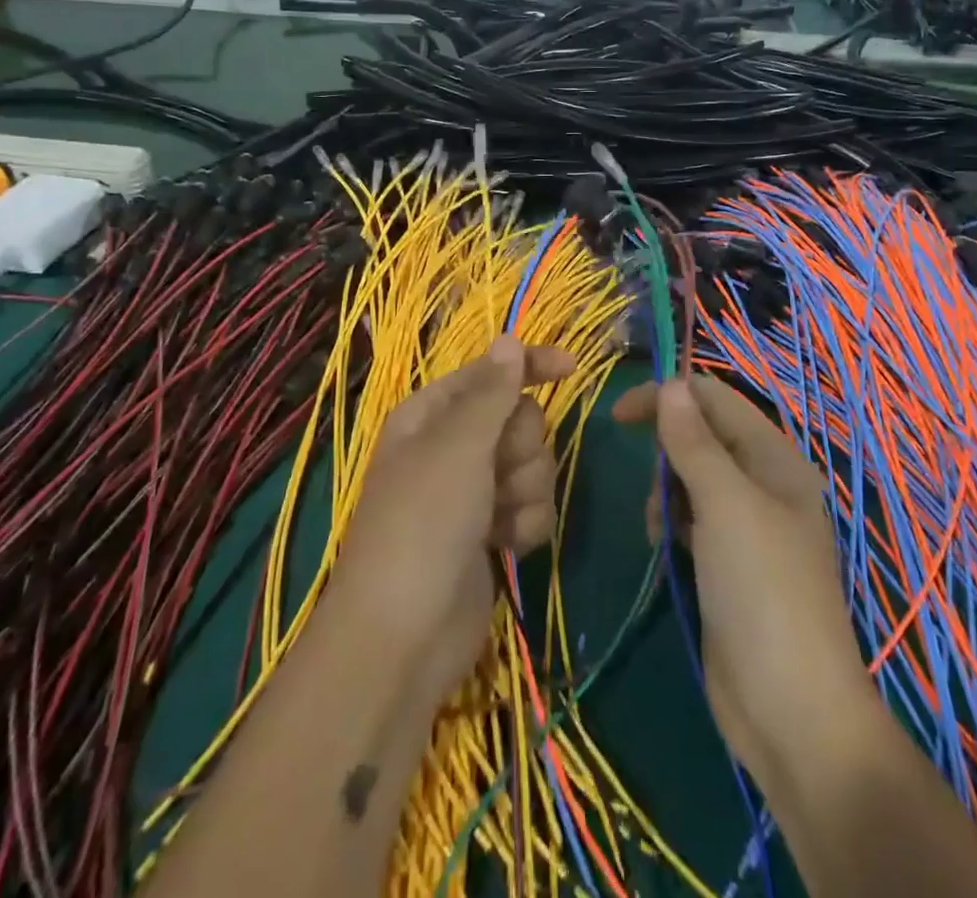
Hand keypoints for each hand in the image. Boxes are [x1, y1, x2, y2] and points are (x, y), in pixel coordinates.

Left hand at [332, 337, 576, 704]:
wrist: (404, 637)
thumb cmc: (424, 523)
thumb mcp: (458, 447)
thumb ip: (492, 392)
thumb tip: (508, 338)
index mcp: (431, 414)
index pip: (490, 372)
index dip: (529, 366)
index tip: (572, 368)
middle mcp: (452, 447)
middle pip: (519, 420)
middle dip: (522, 448)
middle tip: (499, 475)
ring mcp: (473, 492)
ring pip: (532, 465)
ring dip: (526, 491)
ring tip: (499, 520)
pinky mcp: (491, 532)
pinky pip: (531, 507)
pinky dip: (526, 525)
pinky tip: (507, 548)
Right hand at [614, 376, 874, 799]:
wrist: (792, 712)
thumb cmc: (762, 591)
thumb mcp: (725, 505)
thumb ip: (694, 442)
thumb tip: (671, 385)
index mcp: (775, 459)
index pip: (716, 400)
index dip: (669, 397)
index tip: (618, 415)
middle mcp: (764, 484)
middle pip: (702, 437)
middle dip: (668, 453)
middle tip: (656, 491)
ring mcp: (747, 527)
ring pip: (691, 479)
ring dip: (666, 493)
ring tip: (661, 529)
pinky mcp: (729, 563)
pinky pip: (691, 519)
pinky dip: (672, 523)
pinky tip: (665, 548)